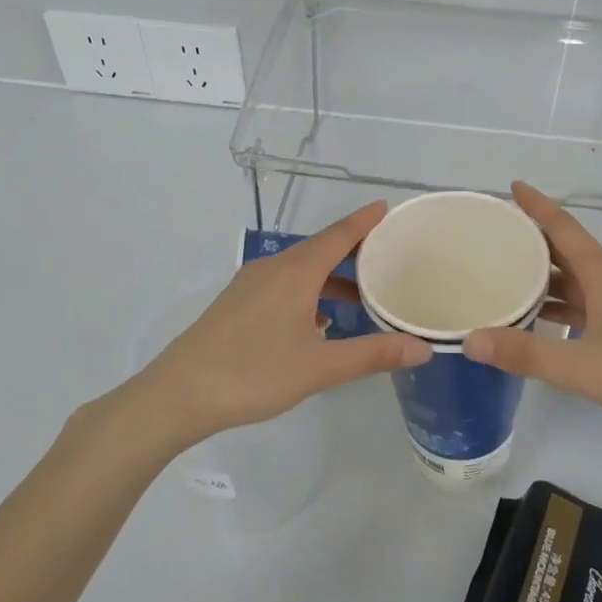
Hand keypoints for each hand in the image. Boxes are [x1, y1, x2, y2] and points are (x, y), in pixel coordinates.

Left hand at [132, 202, 430, 445]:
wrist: (179, 394)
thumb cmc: (253, 374)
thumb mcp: (319, 367)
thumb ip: (372, 354)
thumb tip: (422, 348)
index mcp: (295, 273)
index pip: (338, 236)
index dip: (364, 221)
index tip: (386, 208)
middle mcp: (273, 268)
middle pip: (320, 249)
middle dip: (353, 250)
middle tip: (387, 256)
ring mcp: (251, 285)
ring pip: (300, 270)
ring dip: (331, 277)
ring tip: (361, 296)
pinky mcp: (237, 304)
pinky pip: (283, 285)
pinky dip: (309, 292)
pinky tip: (318, 321)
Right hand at [463, 183, 601, 437]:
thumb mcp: (584, 367)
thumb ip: (527, 354)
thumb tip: (470, 340)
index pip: (563, 228)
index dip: (538, 205)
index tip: (512, 186)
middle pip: (566, 252)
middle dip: (532, 240)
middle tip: (494, 236)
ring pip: (576, 281)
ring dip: (544, 277)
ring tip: (506, 276)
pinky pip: (586, 306)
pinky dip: (560, 307)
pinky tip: (541, 321)